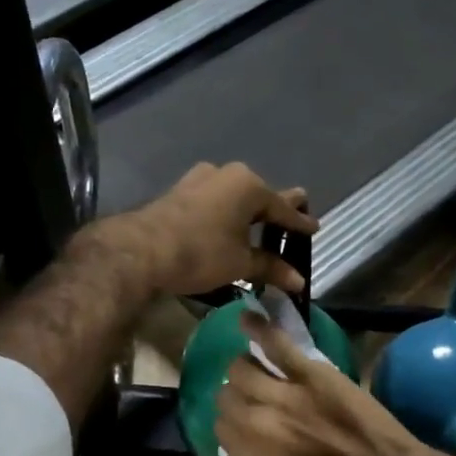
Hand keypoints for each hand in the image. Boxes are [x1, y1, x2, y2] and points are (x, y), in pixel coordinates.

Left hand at [115, 162, 315, 297]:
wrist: (141, 251)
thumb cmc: (201, 253)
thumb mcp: (241, 263)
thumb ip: (271, 268)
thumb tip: (299, 281)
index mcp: (249, 185)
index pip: (283, 208)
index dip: (300, 223)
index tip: (315, 229)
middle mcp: (227, 174)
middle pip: (259, 195)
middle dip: (276, 210)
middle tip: (294, 216)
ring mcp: (200, 179)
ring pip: (234, 195)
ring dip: (248, 211)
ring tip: (261, 225)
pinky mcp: (180, 191)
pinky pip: (215, 200)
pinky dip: (227, 213)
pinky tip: (228, 225)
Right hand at [215, 312, 434, 455]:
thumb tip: (244, 449)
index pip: (220, 431)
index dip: (229, 427)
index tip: (240, 427)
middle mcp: (256, 423)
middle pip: (226, 397)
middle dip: (233, 399)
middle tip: (249, 399)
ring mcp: (283, 393)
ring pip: (242, 369)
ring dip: (243, 370)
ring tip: (253, 369)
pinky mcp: (311, 373)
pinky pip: (276, 344)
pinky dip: (258, 328)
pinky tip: (248, 318)